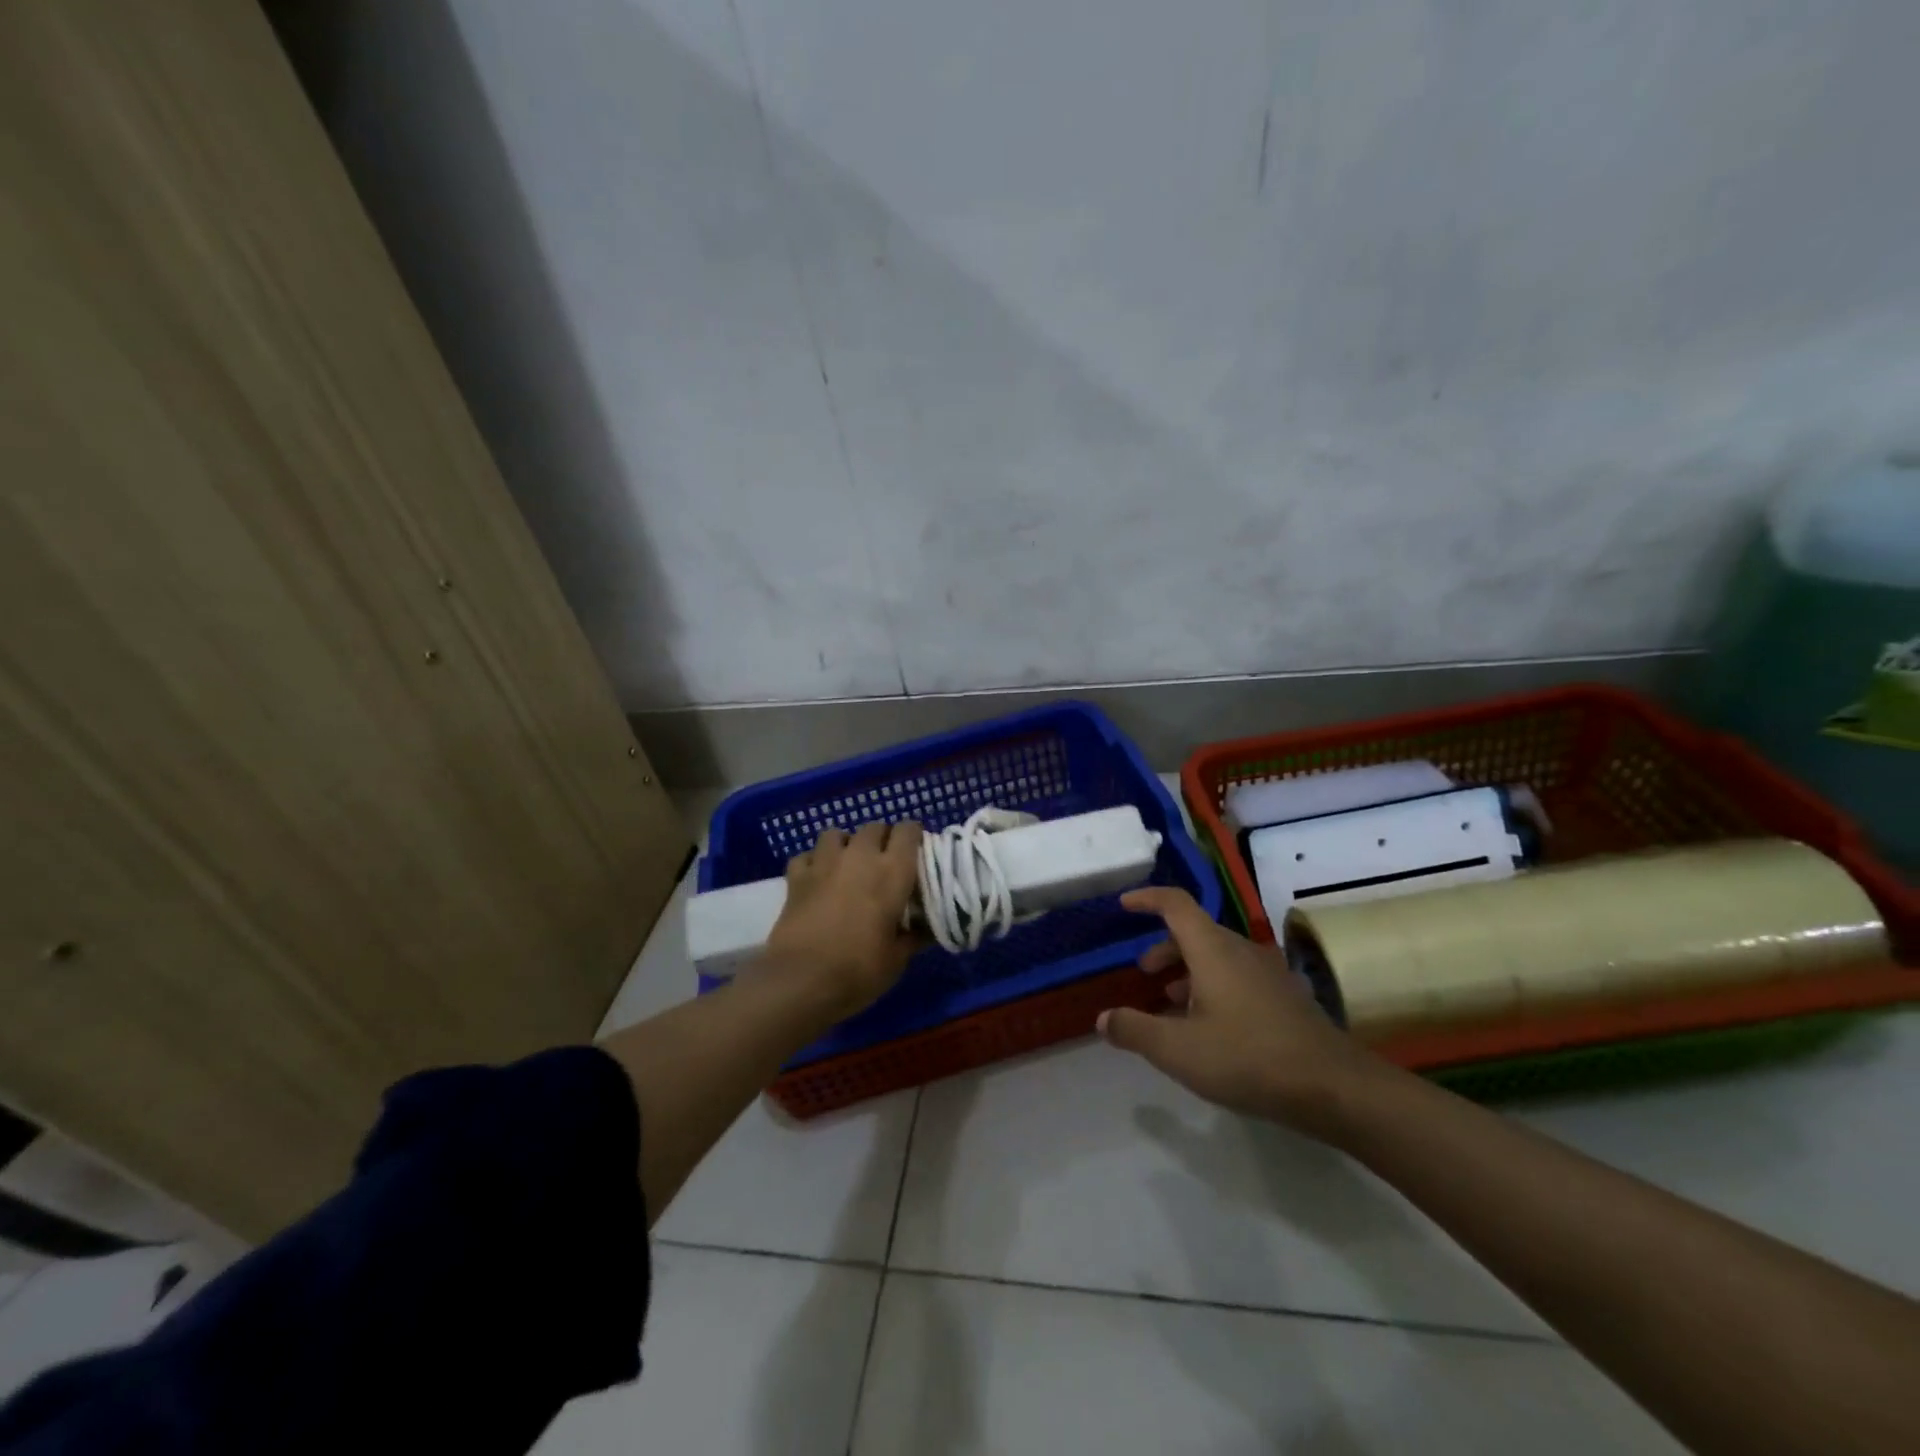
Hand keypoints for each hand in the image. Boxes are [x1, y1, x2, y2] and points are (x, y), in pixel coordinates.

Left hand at [765, 821, 923, 1017]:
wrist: (801, 981)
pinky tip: (817, 879)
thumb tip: (928, 930)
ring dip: (846, 844)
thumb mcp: (897, 959)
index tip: (917, 853)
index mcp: (892, 872)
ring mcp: (824, 863)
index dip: (914, 836)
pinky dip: (813, 862)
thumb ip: (914, 937)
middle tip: (885, 863)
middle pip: (874, 827)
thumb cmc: (859, 970)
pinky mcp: (796, 877)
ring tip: (849, 865)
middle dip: (882, 839)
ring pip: (837, 834)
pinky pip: (806, 856)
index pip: (909, 831)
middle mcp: (860, 857)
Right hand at [1098, 887, 1383, 1137]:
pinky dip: (1212, 987)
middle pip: (1195, 932)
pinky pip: (1237, 976)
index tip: (1124, 904)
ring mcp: (1267, 972)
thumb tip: (1103, 1019)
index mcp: (1212, 949)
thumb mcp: (1178, 1050)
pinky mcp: (1284, 997)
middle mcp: (1240, 950)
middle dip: (1164, 948)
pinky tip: (1210, 1027)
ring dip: (1188, 971)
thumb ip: (1135, 1030)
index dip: (1147, 899)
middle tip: (1144, 974)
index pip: (1175, 904)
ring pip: (1217, 956)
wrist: (1334, 1087)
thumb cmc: (1248, 1058)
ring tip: (1172, 1005)